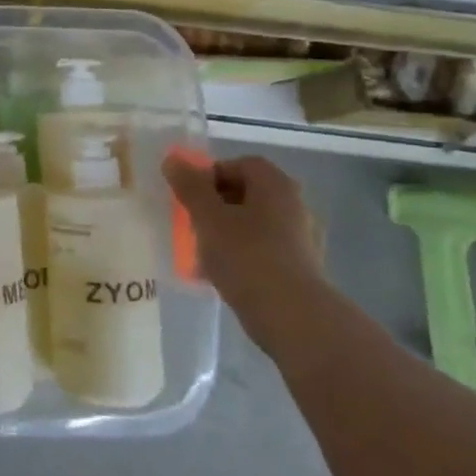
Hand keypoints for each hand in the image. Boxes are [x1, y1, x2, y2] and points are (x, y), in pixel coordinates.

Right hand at [163, 154, 326, 341]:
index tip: (189, 195)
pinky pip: (262, 250)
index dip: (211, 174)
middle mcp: (294, 206)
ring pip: (253, 224)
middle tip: (191, 221)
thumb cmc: (246, 256)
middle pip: (247, 194)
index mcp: (276, 186)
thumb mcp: (208, 217)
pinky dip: (240, 255)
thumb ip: (190, 186)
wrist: (291, 316)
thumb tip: (173, 160)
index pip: (241, 164)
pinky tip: (221, 274)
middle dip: (215, 204)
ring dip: (226, 231)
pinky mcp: (300, 268)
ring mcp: (301, 239)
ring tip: (201, 251)